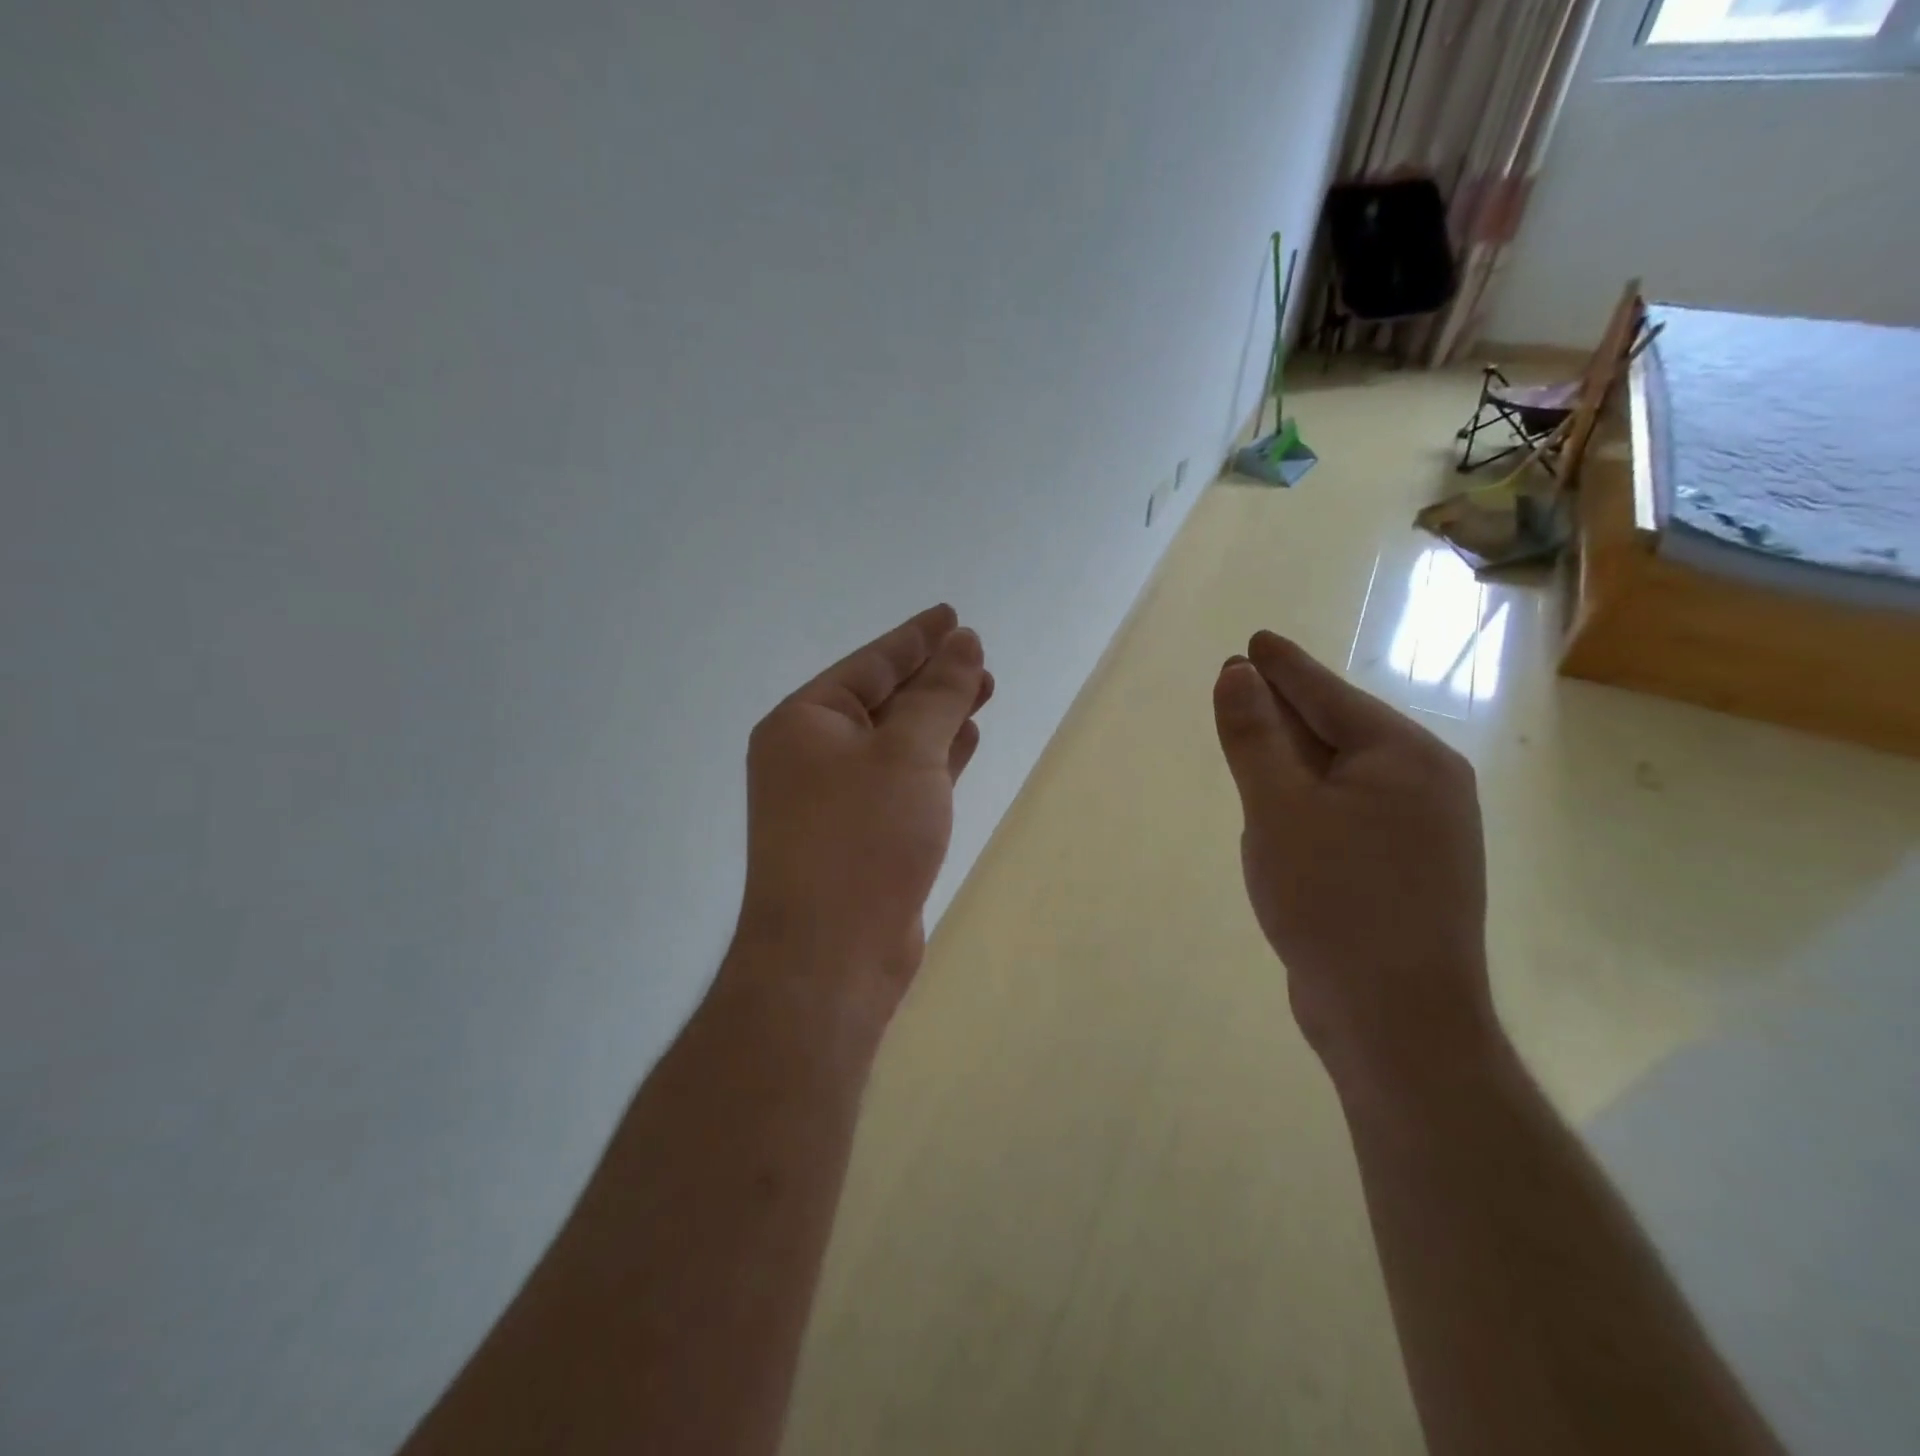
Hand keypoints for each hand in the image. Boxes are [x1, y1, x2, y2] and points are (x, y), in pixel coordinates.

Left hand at [733, 604, 991, 1025]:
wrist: (832, 956)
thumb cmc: (863, 839)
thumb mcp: (907, 753)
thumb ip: (938, 695)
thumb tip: (963, 643)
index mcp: (804, 722)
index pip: (870, 664)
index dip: (916, 637)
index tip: (953, 616)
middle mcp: (811, 755)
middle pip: (883, 699)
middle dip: (933, 678)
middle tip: (981, 658)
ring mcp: (834, 799)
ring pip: (897, 740)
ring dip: (939, 717)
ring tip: (984, 690)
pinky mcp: (861, 834)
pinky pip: (903, 779)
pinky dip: (935, 759)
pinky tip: (967, 741)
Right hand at [1212, 631, 1494, 1084]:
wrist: (1395, 1020)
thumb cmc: (1333, 901)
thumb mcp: (1278, 810)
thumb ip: (1254, 737)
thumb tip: (1236, 674)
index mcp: (1404, 758)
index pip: (1329, 694)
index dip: (1283, 666)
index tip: (1254, 641)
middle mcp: (1425, 786)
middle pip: (1339, 730)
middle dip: (1287, 707)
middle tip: (1242, 679)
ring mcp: (1422, 832)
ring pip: (1341, 775)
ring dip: (1296, 756)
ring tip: (1256, 731)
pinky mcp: (1405, 871)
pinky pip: (1347, 813)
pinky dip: (1310, 799)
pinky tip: (1283, 803)